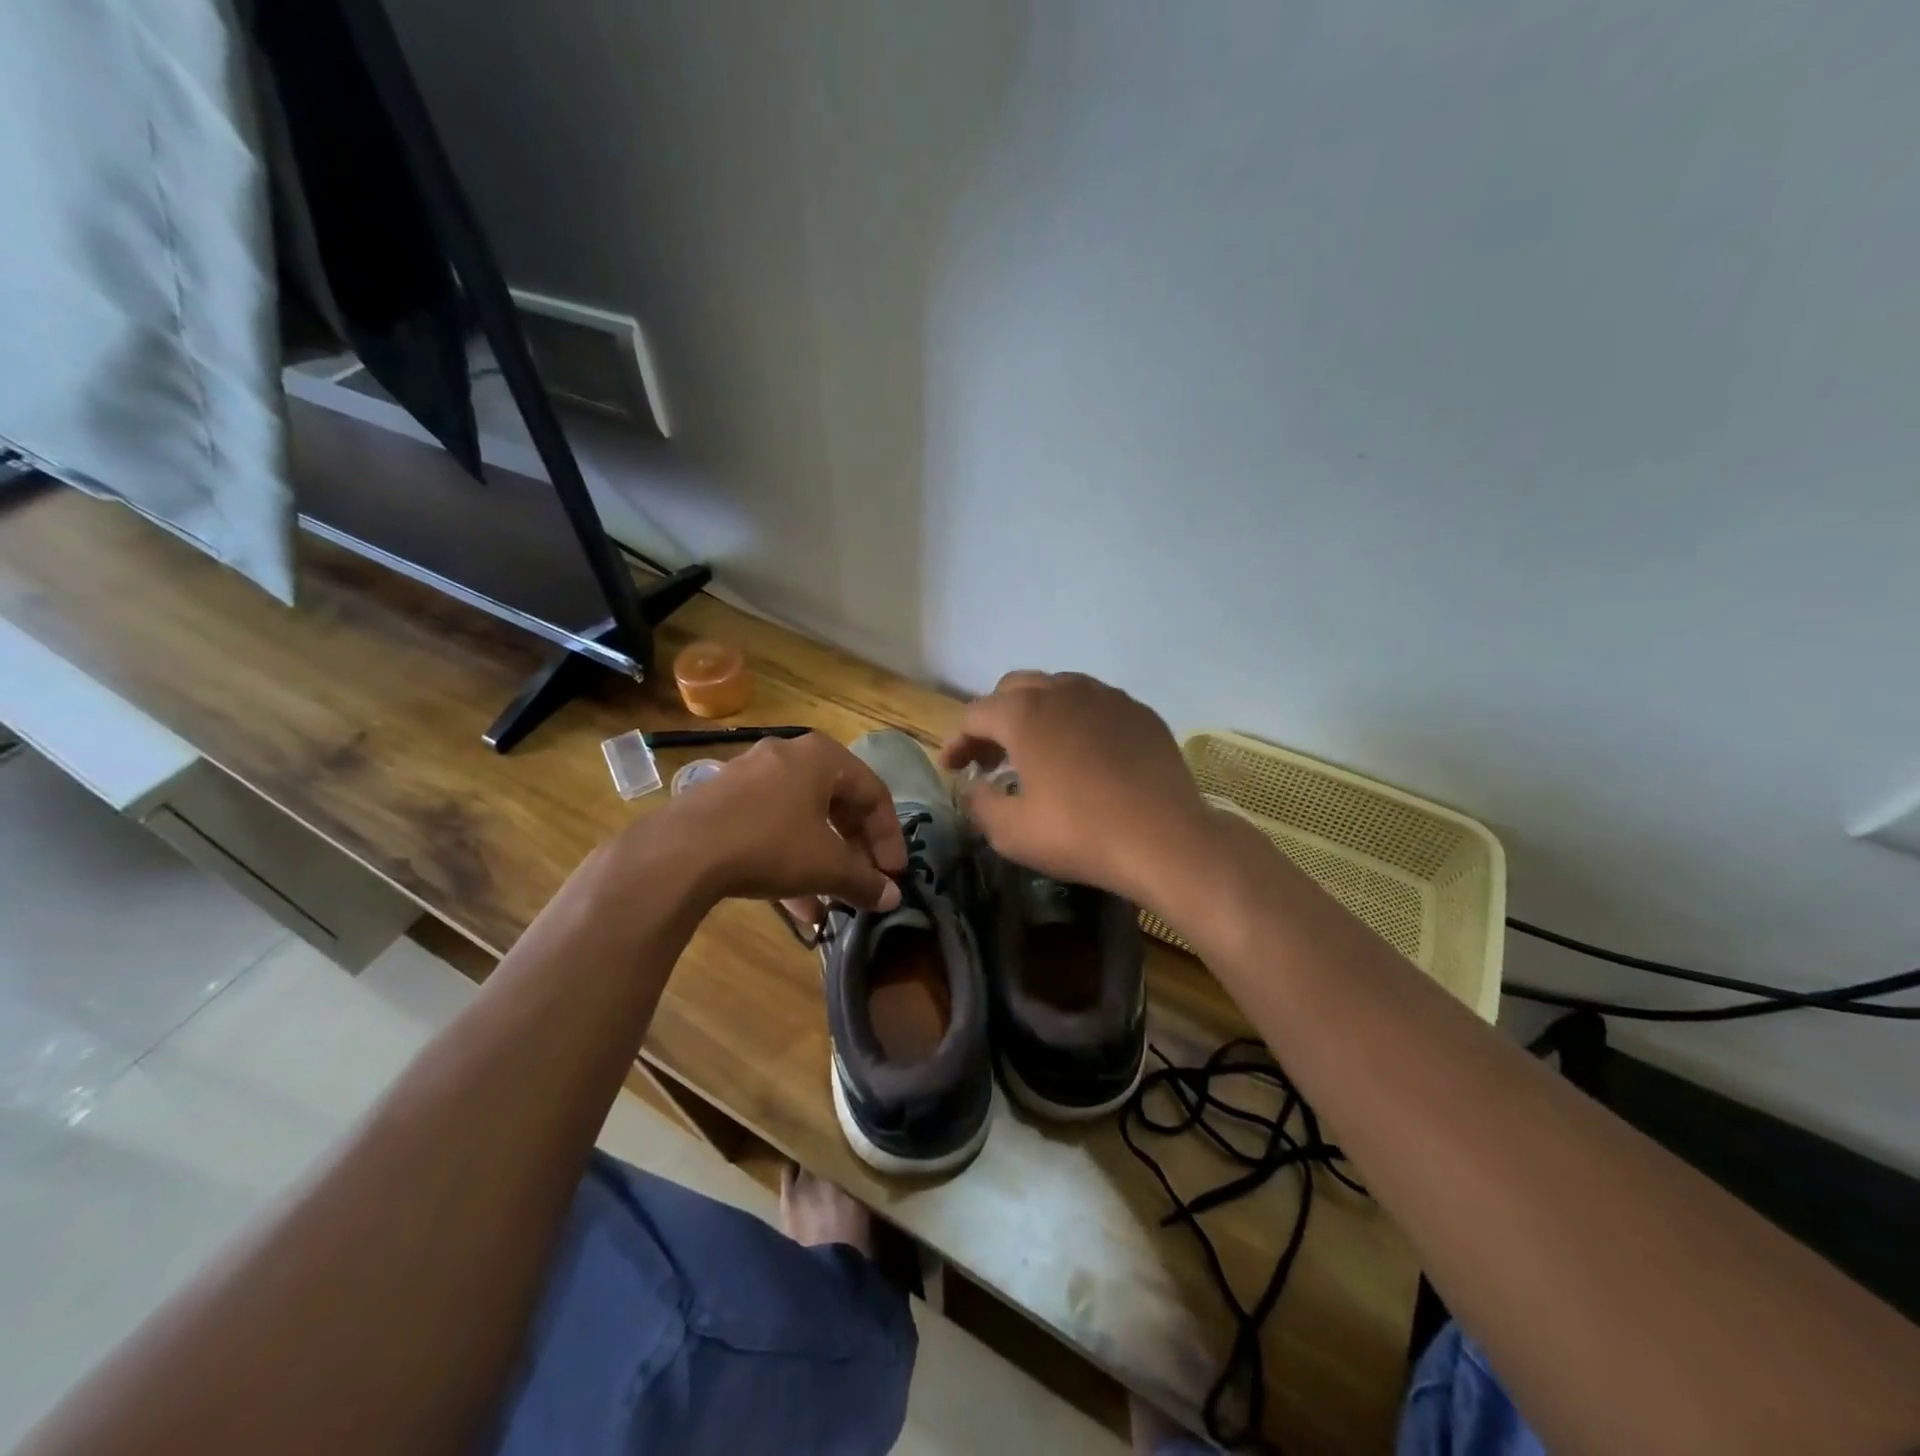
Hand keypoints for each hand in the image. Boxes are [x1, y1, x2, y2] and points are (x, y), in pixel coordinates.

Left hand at [656, 732, 905, 910]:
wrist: (680, 852)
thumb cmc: (770, 844)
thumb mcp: (826, 866)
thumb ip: (864, 882)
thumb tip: (892, 899)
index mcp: (822, 757)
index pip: (874, 794)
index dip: (889, 838)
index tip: (894, 874)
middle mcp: (789, 756)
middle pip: (839, 804)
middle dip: (855, 849)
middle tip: (866, 882)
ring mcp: (751, 776)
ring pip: (803, 820)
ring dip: (824, 861)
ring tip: (834, 902)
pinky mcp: (723, 801)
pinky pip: (771, 828)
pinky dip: (789, 860)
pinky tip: (797, 907)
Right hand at [939, 671, 1212, 902]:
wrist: (1165, 839)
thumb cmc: (1079, 833)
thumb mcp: (1011, 832)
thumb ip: (980, 803)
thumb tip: (974, 787)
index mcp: (1025, 714)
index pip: (976, 714)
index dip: (957, 740)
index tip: (952, 768)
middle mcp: (1064, 691)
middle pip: (1015, 689)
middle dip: (995, 719)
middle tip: (991, 758)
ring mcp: (1107, 697)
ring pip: (1058, 689)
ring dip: (1036, 714)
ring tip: (1036, 751)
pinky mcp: (1139, 712)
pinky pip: (1096, 704)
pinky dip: (1076, 721)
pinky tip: (1083, 754)